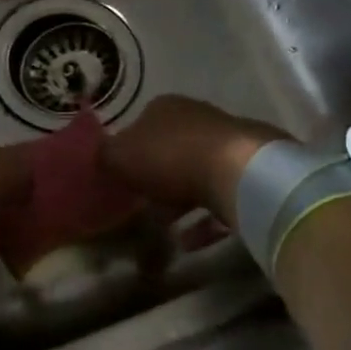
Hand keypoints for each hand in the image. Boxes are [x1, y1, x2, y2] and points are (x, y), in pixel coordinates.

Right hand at [103, 95, 289, 226]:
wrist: (239, 171)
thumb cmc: (171, 158)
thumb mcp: (119, 156)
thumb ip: (104, 157)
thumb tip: (100, 158)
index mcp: (164, 107)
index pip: (141, 125)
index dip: (129, 152)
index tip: (122, 179)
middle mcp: (197, 117)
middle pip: (171, 149)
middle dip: (157, 177)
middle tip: (143, 206)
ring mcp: (228, 142)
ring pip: (197, 173)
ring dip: (181, 201)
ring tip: (167, 230)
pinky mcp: (250, 170)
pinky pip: (220, 197)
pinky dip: (205, 219)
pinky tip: (192, 241)